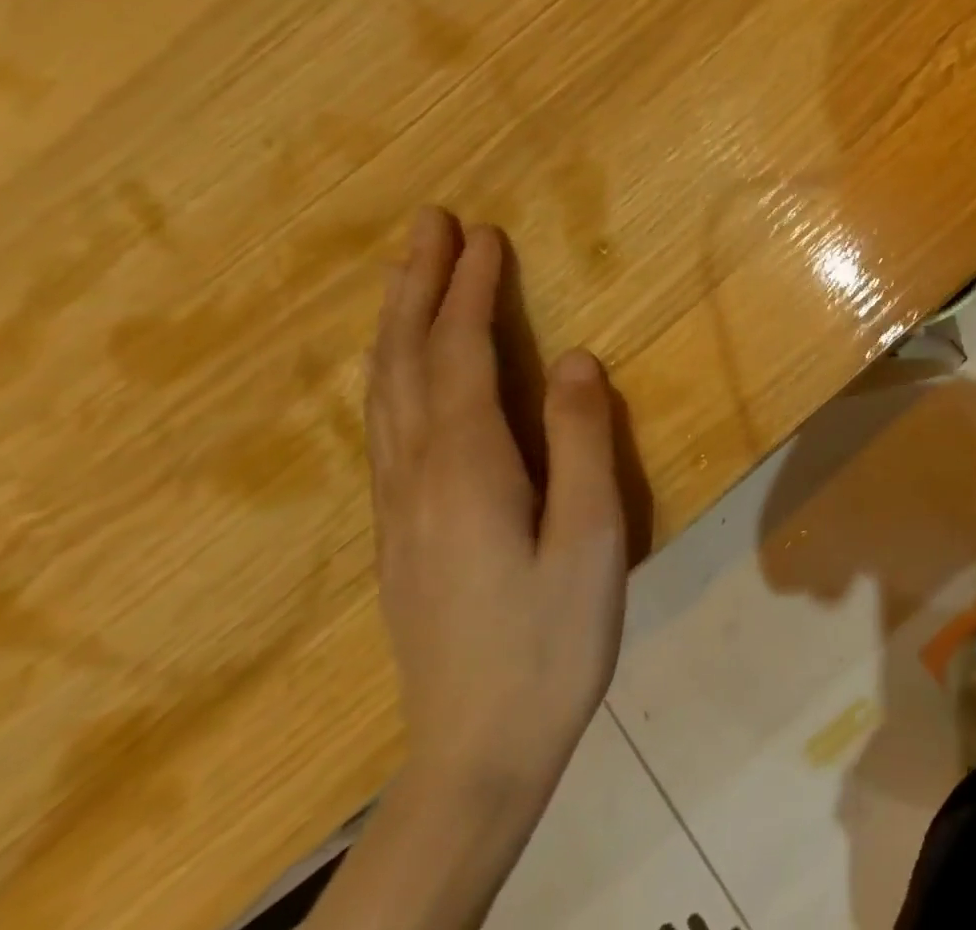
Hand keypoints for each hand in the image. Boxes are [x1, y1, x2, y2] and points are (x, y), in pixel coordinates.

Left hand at [367, 208, 627, 800]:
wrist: (478, 751)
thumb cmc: (551, 636)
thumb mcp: (591, 536)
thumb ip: (581, 441)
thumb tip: (574, 357)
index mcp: (466, 470)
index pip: (461, 356)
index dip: (470, 291)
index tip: (482, 233)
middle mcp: (416, 476)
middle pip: (406, 362)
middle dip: (416, 286)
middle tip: (427, 224)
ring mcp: (397, 507)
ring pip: (385, 392)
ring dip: (399, 322)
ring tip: (411, 274)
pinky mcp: (401, 531)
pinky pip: (386, 425)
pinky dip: (394, 371)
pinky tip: (403, 369)